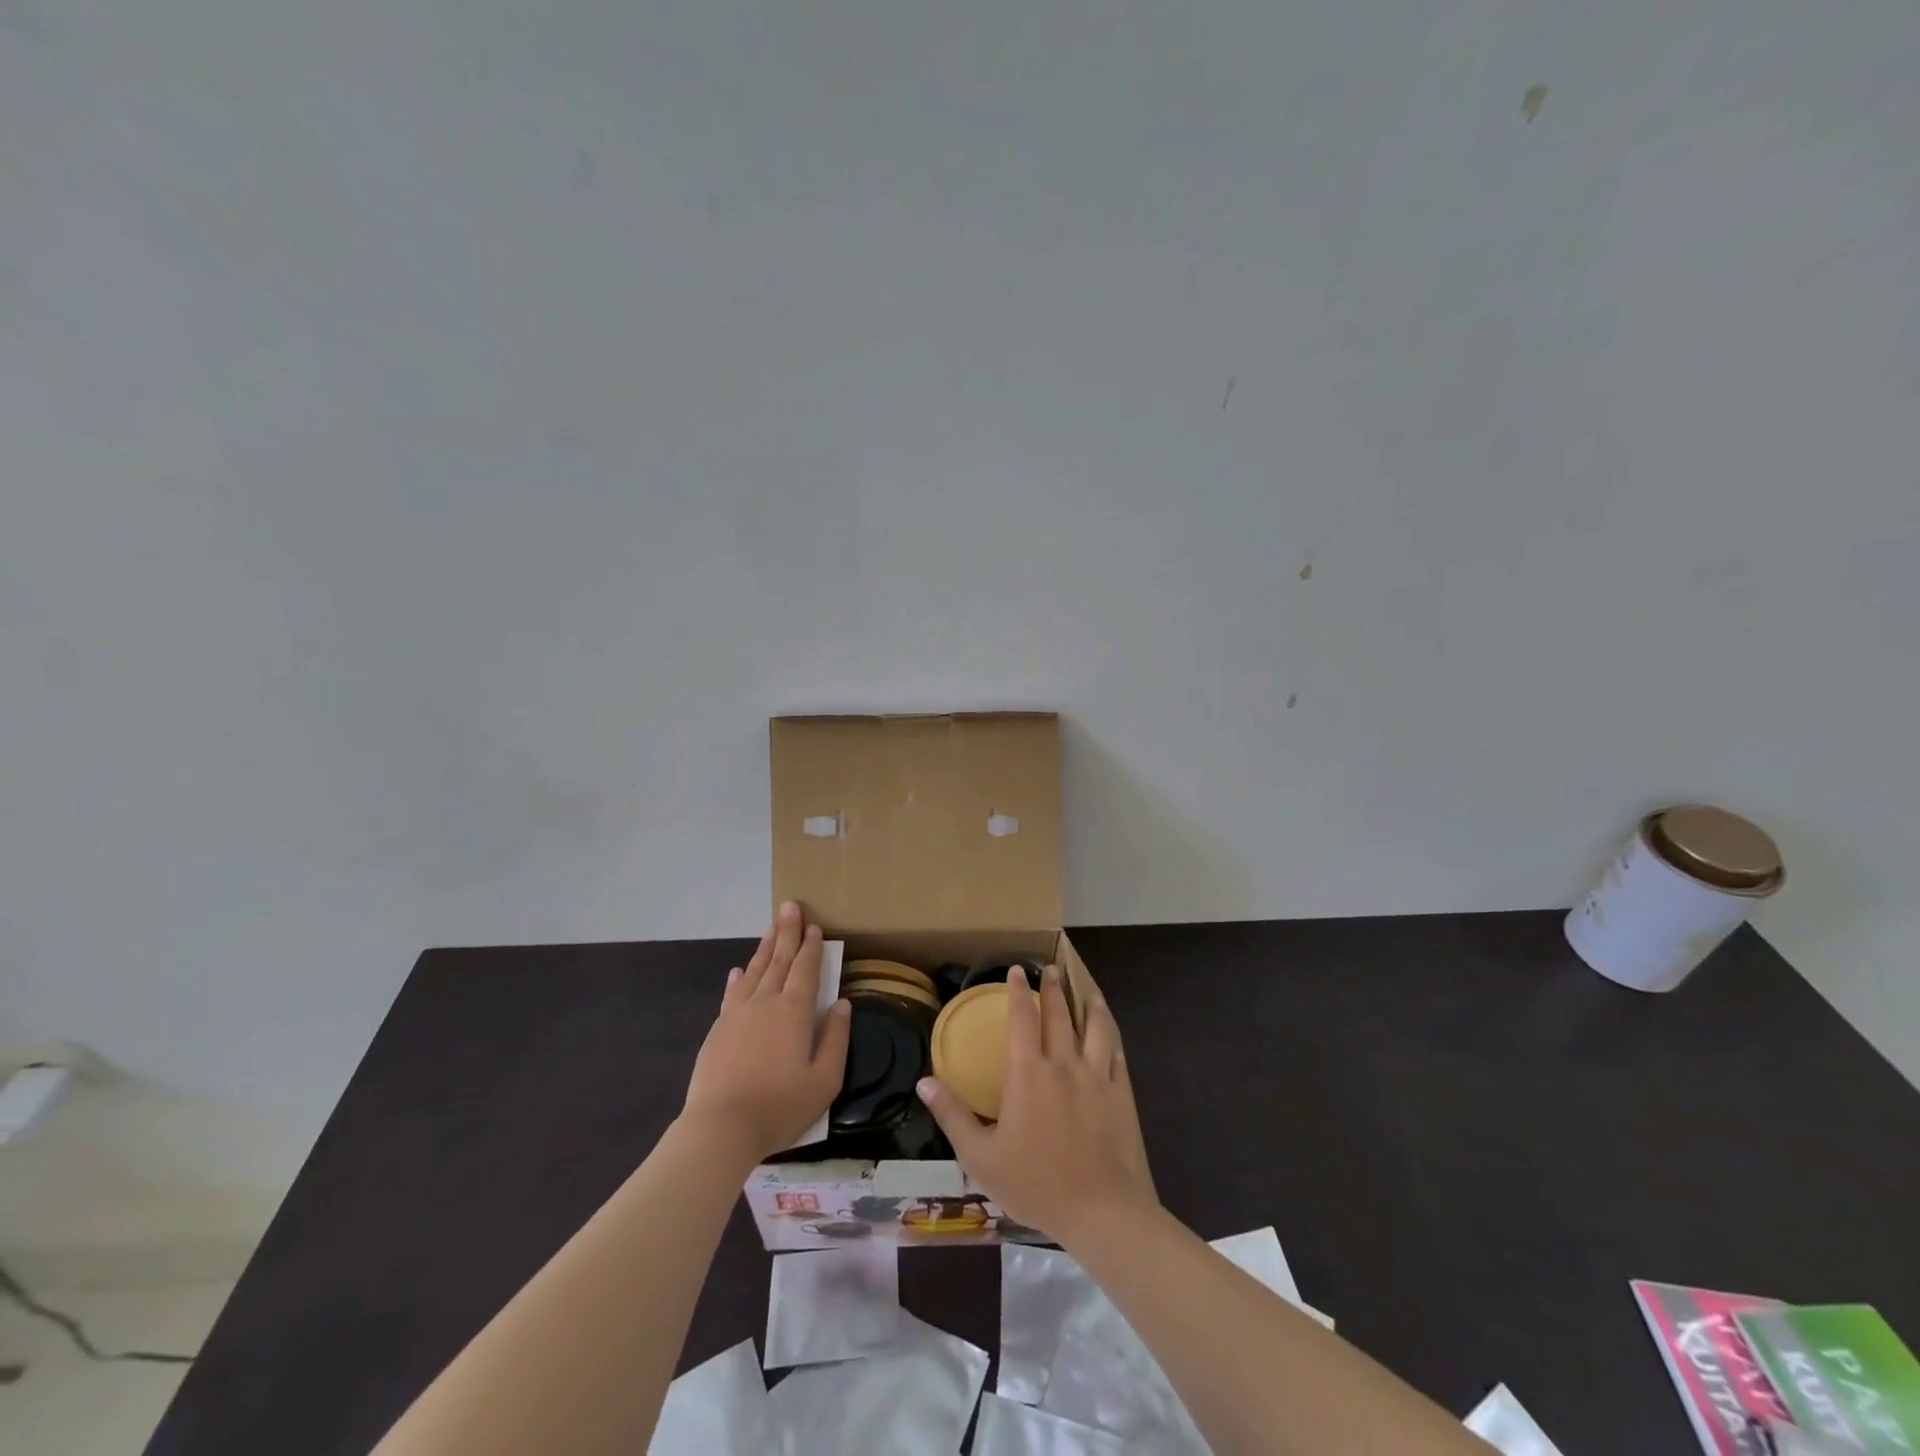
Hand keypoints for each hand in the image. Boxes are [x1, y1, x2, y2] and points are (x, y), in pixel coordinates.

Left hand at [681, 902, 850, 1163]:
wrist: (721, 1128)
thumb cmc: (780, 1107)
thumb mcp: (824, 1081)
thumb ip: (836, 1039)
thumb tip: (843, 1005)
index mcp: (795, 1012)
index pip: (806, 969)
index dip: (812, 947)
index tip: (816, 926)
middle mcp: (766, 1003)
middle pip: (779, 960)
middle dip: (787, 933)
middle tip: (790, 907)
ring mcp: (738, 1014)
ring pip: (754, 971)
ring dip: (765, 947)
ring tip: (771, 928)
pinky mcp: (718, 1029)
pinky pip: (731, 994)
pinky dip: (738, 978)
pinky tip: (738, 970)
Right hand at [915, 965, 1157, 1243]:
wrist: (1101, 1211)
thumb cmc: (1035, 1184)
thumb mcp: (981, 1157)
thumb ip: (952, 1115)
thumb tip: (924, 1081)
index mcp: (1028, 1073)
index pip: (1022, 1018)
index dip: (1018, 992)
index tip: (1017, 970)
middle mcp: (1063, 1064)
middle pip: (1058, 1015)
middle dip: (1052, 989)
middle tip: (1050, 969)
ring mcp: (1097, 1077)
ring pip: (1094, 1028)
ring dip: (1088, 1005)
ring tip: (1086, 991)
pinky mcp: (1121, 1094)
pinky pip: (1117, 1054)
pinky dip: (1112, 1036)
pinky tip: (1110, 1032)